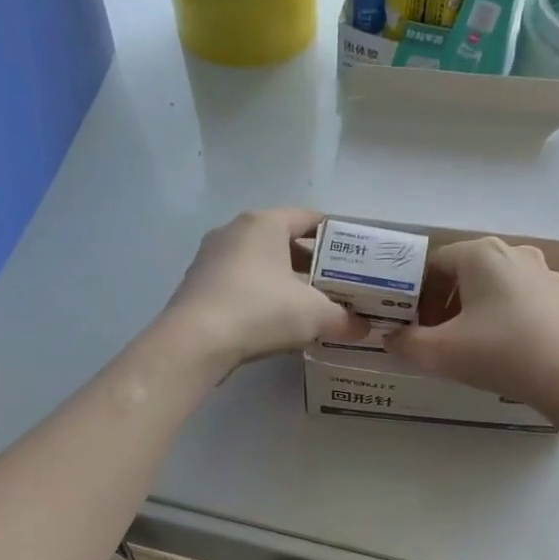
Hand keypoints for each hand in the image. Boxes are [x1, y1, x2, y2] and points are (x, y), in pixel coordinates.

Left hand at [161, 209, 362, 371]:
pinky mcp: (197, 284)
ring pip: (259, 262)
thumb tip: (363, 328)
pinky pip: (239, 282)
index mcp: (265, 223)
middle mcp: (235, 230)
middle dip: (311, 262)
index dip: (336, 235)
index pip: (308, 217)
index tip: (354, 256)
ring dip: (284, 280)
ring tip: (308, 305)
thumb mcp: (315, 316)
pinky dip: (259, 294)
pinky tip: (273, 320)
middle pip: (283, 240)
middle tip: (336, 285)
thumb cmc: (260, 310)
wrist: (195, 342)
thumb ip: (345, 319)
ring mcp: (211, 257)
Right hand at [388, 236, 558, 406]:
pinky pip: (520, 301)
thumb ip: (405, 344)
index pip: (434, 264)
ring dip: (474, 311)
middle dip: (445, 304)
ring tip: (470, 346)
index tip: (414, 327)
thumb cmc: (500, 353)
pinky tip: (504, 349)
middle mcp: (514, 252)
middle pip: (465, 274)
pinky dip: (504, 318)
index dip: (417, 295)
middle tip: (437, 338)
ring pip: (494, 287)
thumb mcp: (438, 353)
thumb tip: (390, 338)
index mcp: (481, 254)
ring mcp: (544, 273)